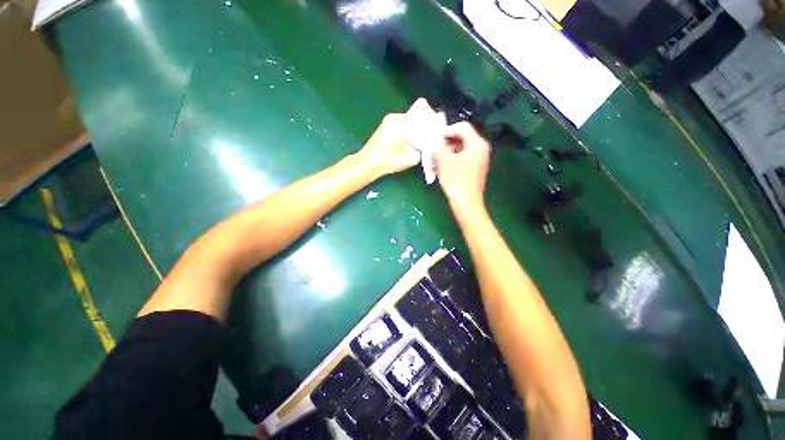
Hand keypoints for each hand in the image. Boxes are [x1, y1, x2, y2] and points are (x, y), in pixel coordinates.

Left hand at [358, 98, 431, 177]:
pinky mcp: (385, 125)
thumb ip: (424, 148)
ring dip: (414, 129)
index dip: (429, 115)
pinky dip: (407, 131)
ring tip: (414, 144)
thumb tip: (431, 142)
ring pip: (409, 119)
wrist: (368, 163)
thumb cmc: (389, 161)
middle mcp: (396, 117)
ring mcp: (389, 120)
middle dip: (423, 125)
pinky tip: (405, 143)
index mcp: (402, 122)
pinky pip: (401, 123)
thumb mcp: (411, 158)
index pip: (421, 105)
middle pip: (416, 113)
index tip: (431, 129)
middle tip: (424, 139)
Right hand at [434, 121, 490, 214]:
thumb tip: (434, 143)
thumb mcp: (444, 161)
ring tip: (433, 162)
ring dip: (445, 154)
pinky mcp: (474, 170)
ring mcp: (478, 160)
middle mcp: (480, 149)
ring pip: (459, 150)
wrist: (466, 203)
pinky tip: (438, 169)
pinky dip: (450, 161)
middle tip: (432, 150)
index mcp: (477, 144)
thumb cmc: (456, 180)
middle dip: (444, 144)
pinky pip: (460, 160)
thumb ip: (438, 147)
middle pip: (461, 138)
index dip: (447, 130)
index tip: (434, 138)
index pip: (462, 127)